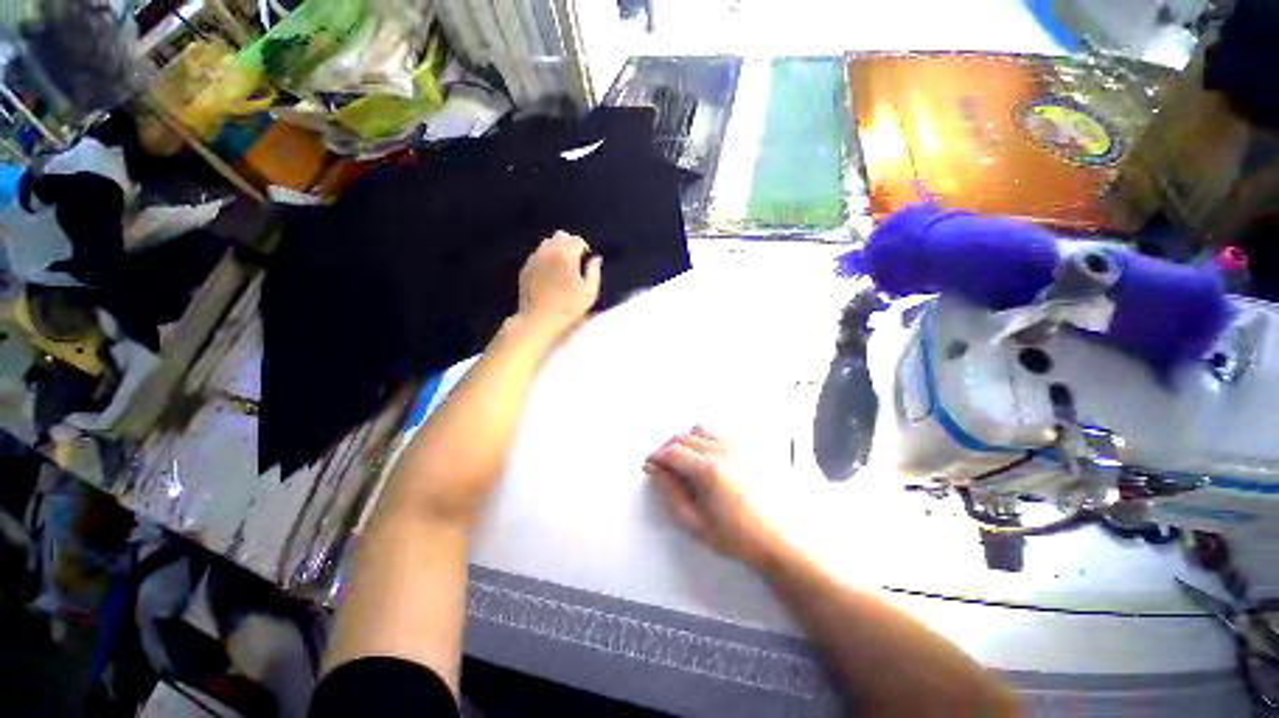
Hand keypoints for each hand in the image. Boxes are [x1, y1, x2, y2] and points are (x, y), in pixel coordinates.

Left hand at [516, 231, 601, 341]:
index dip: (583, 247)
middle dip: (569, 243)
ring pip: (546, 243)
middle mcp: (549, 253)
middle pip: (560, 236)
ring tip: (562, 264)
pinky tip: (550, 272)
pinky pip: (536, 255)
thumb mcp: (589, 293)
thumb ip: (594, 272)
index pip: (576, 240)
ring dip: (556, 248)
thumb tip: (596, 259)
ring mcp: (535, 260)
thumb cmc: (568, 308)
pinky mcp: (526, 268)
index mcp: (566, 257)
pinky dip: (545, 258)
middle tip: (575, 258)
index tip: (586, 256)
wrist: (539, 319)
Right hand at [644, 427, 781, 567]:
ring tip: (684, 460)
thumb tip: (656, 472)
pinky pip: (719, 434)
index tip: (650, 466)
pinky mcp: (748, 448)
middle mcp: (722, 451)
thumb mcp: (696, 523)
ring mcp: (738, 447)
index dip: (656, 457)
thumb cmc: (738, 536)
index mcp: (708, 470)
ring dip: (686, 441)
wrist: (780, 539)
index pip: (672, 452)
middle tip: (664, 466)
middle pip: (685, 437)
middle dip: (668, 448)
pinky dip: (705, 440)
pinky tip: (706, 458)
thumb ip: (671, 494)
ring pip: (701, 430)